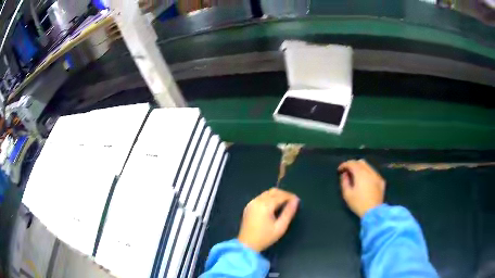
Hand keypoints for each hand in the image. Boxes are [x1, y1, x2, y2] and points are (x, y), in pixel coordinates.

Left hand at [238, 188, 299, 251]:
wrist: (247, 245)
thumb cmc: (265, 237)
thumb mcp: (280, 227)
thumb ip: (289, 212)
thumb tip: (296, 201)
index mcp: (265, 205)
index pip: (281, 195)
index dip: (290, 196)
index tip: (297, 200)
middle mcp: (257, 201)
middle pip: (273, 191)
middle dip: (284, 194)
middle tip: (292, 202)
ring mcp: (251, 203)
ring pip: (267, 193)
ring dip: (276, 196)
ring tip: (284, 204)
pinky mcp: (248, 206)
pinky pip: (261, 197)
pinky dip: (269, 198)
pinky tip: (273, 207)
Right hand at [338, 159, 385, 217]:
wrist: (374, 212)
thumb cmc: (358, 203)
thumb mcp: (347, 194)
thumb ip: (344, 182)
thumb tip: (345, 174)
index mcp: (360, 173)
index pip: (351, 163)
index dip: (344, 164)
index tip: (339, 170)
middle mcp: (370, 171)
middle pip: (361, 162)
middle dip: (353, 164)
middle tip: (348, 171)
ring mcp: (377, 175)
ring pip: (368, 166)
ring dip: (361, 168)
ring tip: (356, 176)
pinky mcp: (381, 181)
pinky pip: (373, 173)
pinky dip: (367, 173)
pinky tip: (365, 181)